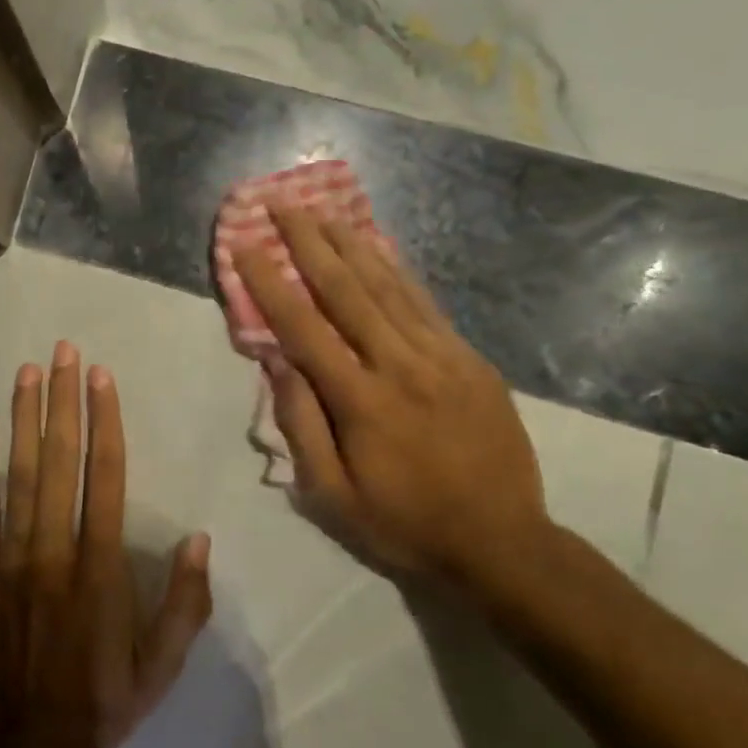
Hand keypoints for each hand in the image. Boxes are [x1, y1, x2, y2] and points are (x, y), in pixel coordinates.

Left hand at [0, 343, 212, 747]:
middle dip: (63, 401)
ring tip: (27, 372)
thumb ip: (187, 601)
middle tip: (62, 351)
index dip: (104, 421)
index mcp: (101, 566)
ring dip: (25, 419)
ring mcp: (12, 559)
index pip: (105, 476)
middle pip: (60, 461)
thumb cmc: (106, 700)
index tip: (100, 376)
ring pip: (20, 475)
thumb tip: (201, 539)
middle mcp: (55, 549)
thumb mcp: (165, 664)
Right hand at [235, 207, 548, 586]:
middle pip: (346, 290)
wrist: (504, 544)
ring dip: (350, 243)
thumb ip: (302, 427)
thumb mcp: (334, 498)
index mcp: (362, 401)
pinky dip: (396, 269)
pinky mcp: (469, 359)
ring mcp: (442, 357)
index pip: (303, 327)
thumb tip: (278, 362)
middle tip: (282, 204)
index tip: (244, 245)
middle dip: (308, 242)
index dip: (268, 282)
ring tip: (322, 210)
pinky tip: (378, 245)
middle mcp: (400, 365)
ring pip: (388, 286)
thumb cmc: (406, 525)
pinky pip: (425, 303)